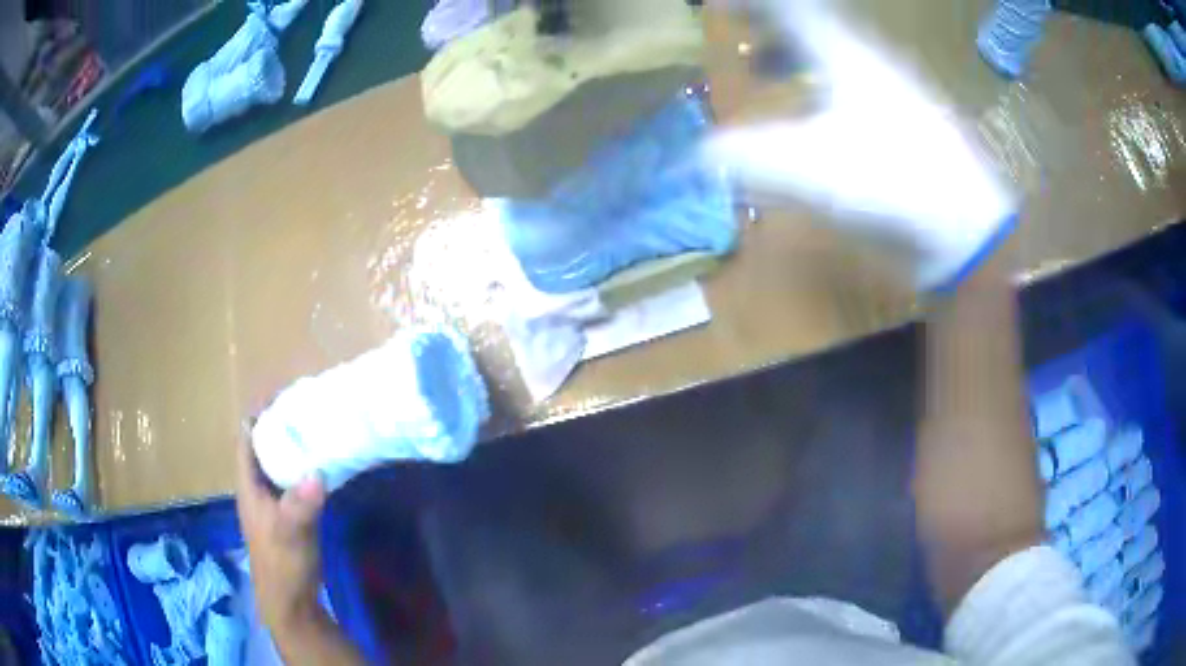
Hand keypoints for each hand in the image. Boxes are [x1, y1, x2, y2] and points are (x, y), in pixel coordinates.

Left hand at [235, 425, 327, 635]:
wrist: (291, 602)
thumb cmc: (283, 565)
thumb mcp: (290, 534)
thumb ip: (301, 505)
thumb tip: (318, 472)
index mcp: (249, 486)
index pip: (246, 439)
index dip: (259, 415)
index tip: (282, 395)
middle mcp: (257, 489)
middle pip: (263, 447)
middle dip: (280, 426)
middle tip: (308, 407)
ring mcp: (273, 503)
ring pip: (279, 464)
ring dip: (293, 447)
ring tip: (318, 428)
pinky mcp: (289, 516)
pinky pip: (294, 482)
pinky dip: (304, 469)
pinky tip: (324, 465)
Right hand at [705, 0, 1015, 288]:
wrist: (968, 231)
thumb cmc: (894, 184)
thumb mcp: (812, 169)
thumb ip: (748, 157)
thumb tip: (699, 155)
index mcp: (846, 55)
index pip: (791, 7)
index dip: (753, 3)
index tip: (719, 6)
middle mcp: (870, 62)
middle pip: (814, 24)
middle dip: (771, 22)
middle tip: (739, 28)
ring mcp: (891, 92)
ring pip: (834, 52)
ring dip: (794, 52)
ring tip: (765, 67)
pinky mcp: (904, 124)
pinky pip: (852, 84)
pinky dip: (821, 85)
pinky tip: (815, 112)